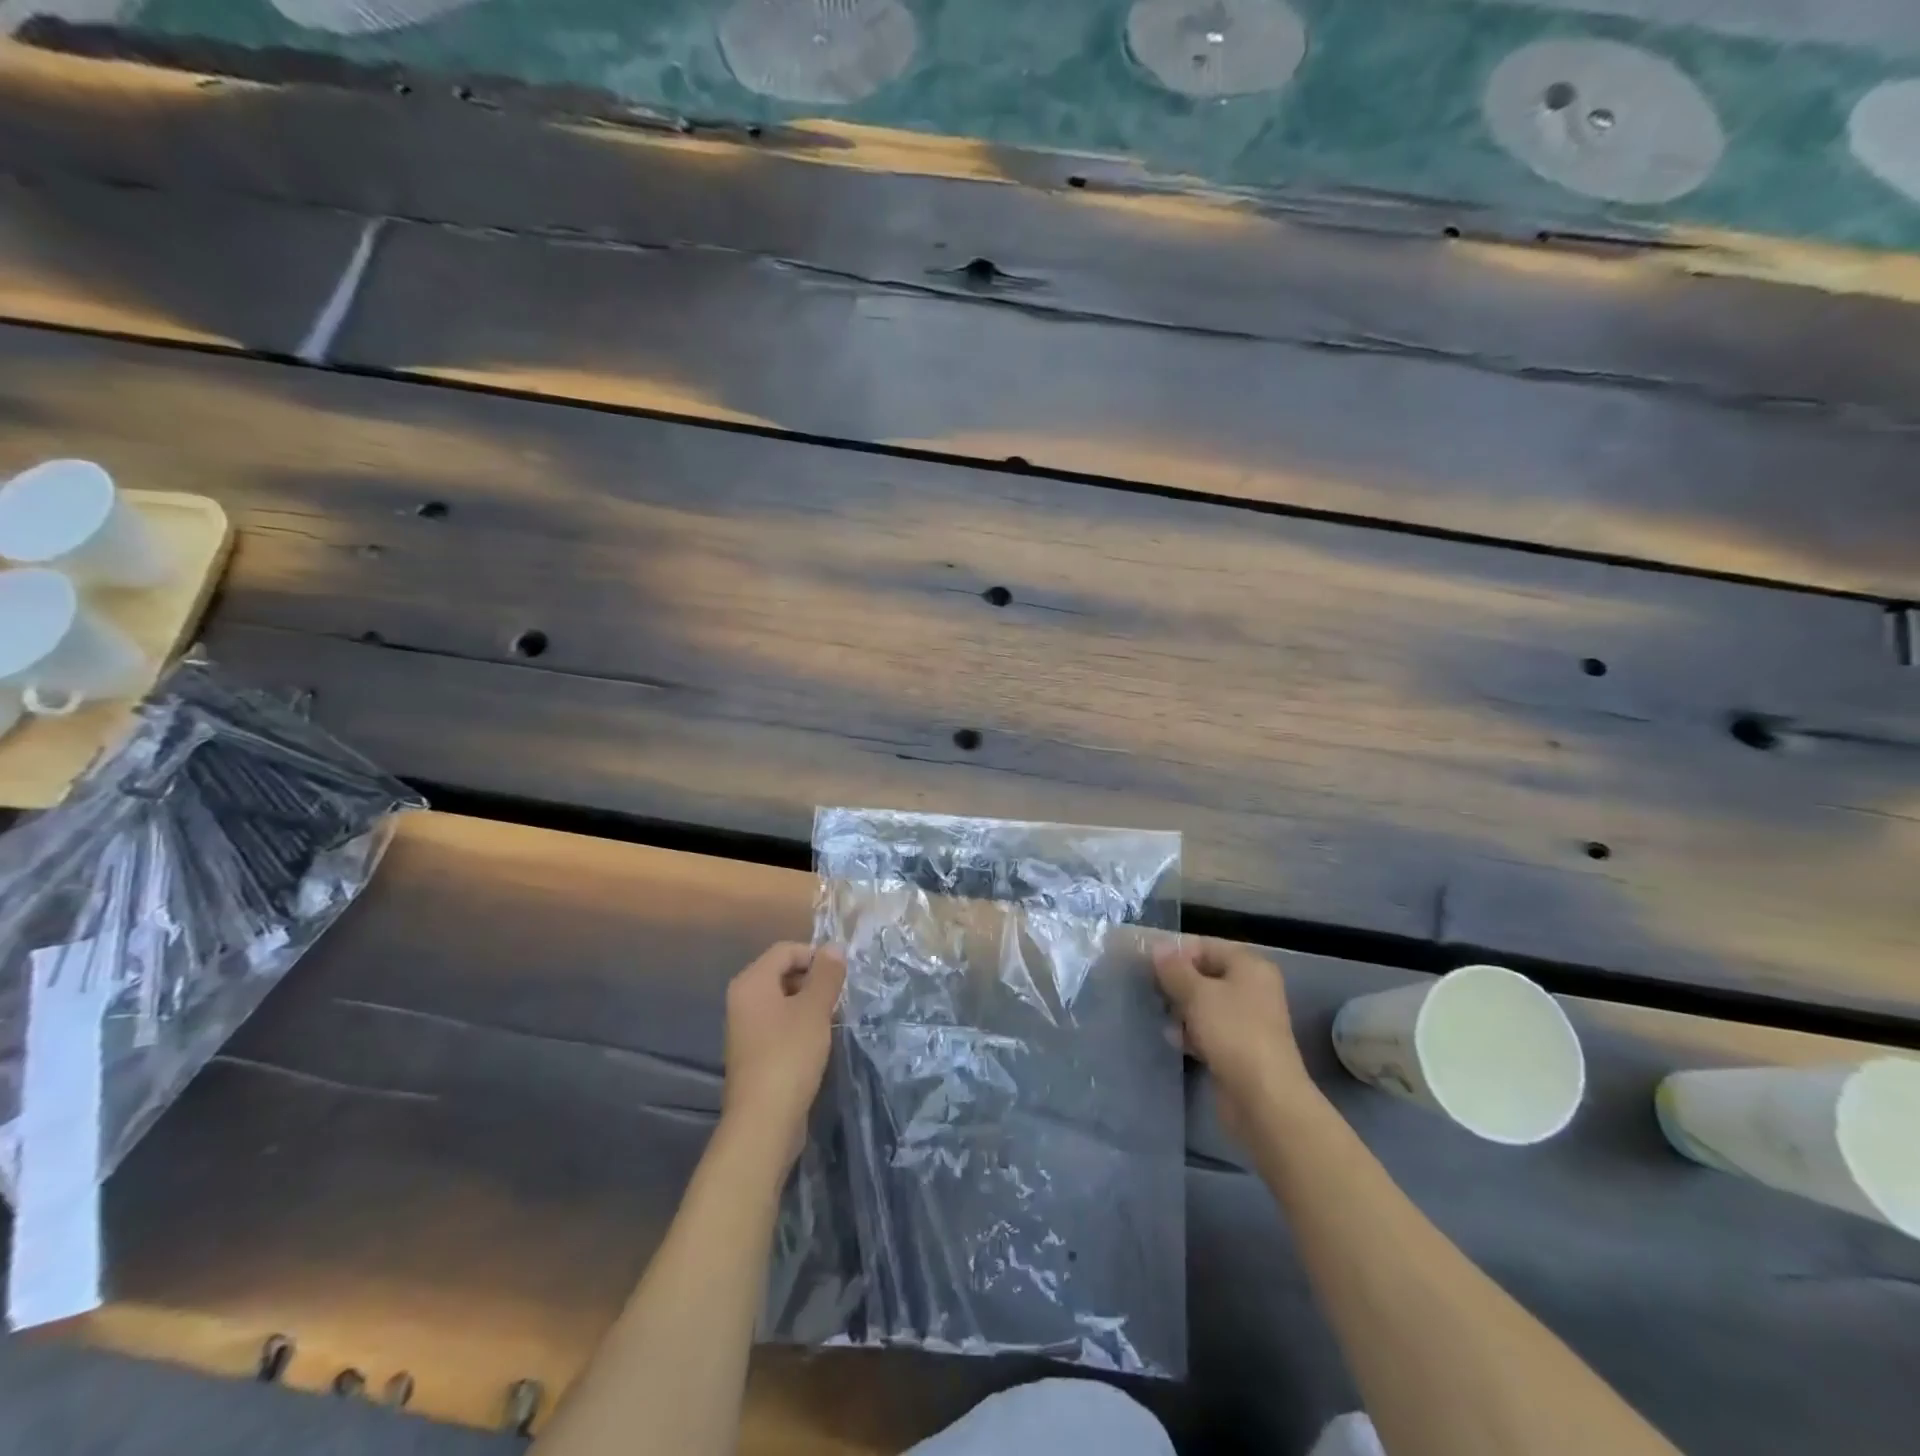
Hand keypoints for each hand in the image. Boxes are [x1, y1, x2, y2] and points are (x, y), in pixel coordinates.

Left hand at [722, 942, 846, 1165]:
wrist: (763, 1122)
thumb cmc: (789, 1056)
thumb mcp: (815, 1009)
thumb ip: (826, 975)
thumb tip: (833, 948)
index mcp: (751, 982)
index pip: (786, 950)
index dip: (815, 955)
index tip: (841, 976)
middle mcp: (742, 1000)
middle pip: (782, 972)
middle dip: (814, 980)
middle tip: (839, 997)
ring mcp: (745, 1028)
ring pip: (783, 1000)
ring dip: (809, 1003)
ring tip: (833, 1019)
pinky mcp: (753, 1052)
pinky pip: (779, 1023)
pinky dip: (799, 1024)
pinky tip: (818, 1041)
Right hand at [1154, 938, 1314, 1135]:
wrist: (1264, 1099)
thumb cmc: (1232, 1033)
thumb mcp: (1197, 994)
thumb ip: (1175, 969)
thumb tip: (1159, 947)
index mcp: (1250, 966)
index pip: (1206, 946)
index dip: (1176, 952)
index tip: (1146, 963)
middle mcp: (1252, 988)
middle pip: (1205, 975)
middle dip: (1177, 982)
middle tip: (1150, 990)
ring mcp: (1248, 1020)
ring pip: (1205, 1004)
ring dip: (1182, 1009)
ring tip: (1163, 1017)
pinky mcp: (1240, 1049)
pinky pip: (1210, 1030)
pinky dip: (1193, 1032)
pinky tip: (1176, 1040)